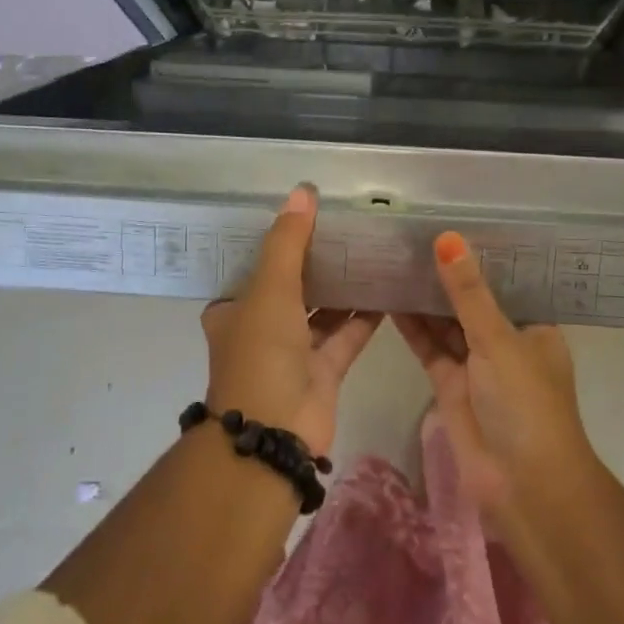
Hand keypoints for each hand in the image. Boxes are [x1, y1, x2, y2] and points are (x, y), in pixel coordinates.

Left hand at [201, 185, 380, 455]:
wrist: (275, 432)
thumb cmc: (261, 352)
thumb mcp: (270, 288)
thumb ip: (289, 241)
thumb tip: (304, 191)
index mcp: (235, 309)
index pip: (256, 266)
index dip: (279, 241)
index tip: (308, 214)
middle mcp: (261, 328)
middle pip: (293, 286)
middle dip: (318, 261)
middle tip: (349, 226)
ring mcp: (293, 353)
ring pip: (322, 310)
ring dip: (343, 286)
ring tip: (372, 250)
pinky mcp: (324, 371)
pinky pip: (346, 334)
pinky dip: (364, 315)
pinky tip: (389, 288)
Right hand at [394, 232, 596, 532]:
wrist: (523, 487)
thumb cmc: (525, 404)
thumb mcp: (498, 339)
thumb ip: (468, 291)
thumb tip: (448, 237)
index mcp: (533, 325)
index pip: (506, 279)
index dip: (480, 253)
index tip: (451, 219)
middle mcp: (506, 340)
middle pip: (472, 299)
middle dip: (446, 274)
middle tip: (410, 234)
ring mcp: (477, 365)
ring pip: (447, 322)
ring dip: (425, 297)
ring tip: (394, 258)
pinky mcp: (450, 386)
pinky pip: (430, 347)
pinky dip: (412, 327)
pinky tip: (389, 298)